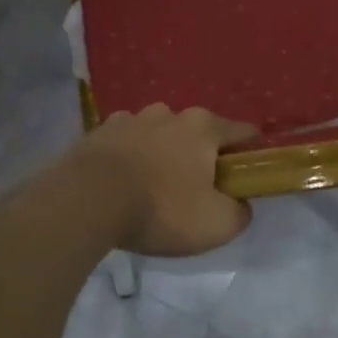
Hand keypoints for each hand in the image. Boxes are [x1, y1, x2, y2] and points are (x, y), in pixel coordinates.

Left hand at [70, 105, 256, 256]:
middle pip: (198, 134)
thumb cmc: (160, 209)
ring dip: (162, 156)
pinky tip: (121, 186)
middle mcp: (169, 113)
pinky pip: (125, 144)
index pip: (244, 133)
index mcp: (203, 127)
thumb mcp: (216, 224)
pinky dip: (130, 159)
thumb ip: (240, 212)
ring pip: (159, 136)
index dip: (251, 154)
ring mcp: (130, 118)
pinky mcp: (98, 132)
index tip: (246, 178)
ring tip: (152, 191)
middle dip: (201, 158)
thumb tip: (240, 204)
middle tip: (195, 194)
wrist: (86, 202)